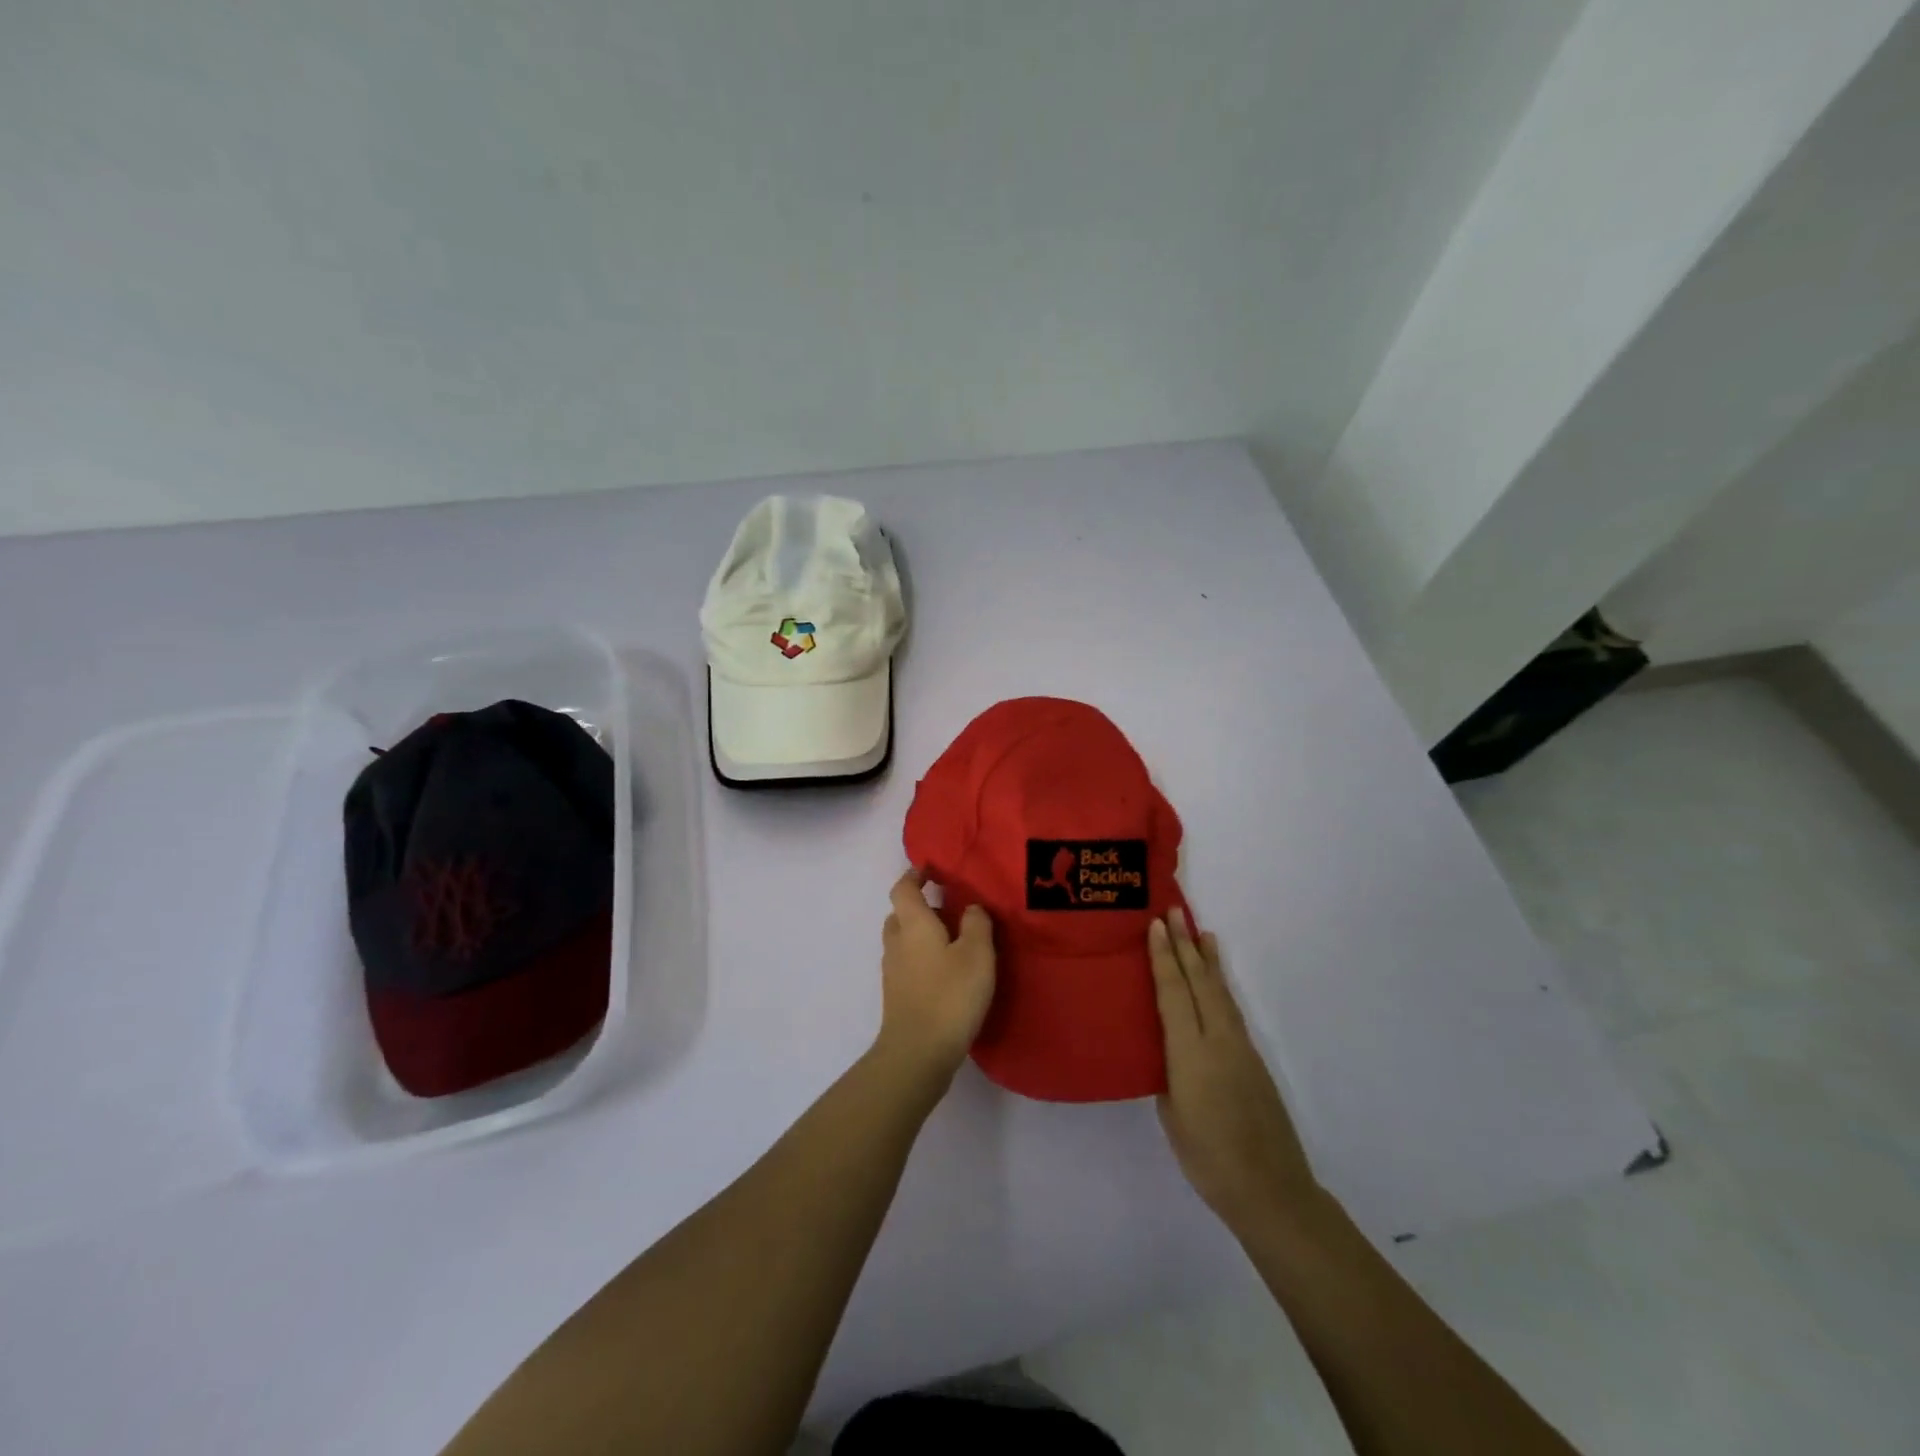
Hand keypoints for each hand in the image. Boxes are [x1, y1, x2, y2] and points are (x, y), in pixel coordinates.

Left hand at [874, 869, 996, 1097]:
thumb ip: (977, 924)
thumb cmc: (949, 995)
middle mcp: (896, 942)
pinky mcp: (896, 995)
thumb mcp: (977, 954)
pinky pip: (907, 963)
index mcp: (912, 923)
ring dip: (922, 934)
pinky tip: (946, 972)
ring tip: (953, 941)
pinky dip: (922, 957)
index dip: (915, 875)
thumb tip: (971, 907)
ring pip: (903, 939)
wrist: (917, 1053)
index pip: (903, 888)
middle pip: (901, 913)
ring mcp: (892, 971)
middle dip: (921, 906)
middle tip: (950, 909)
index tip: (933, 870)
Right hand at [1150, 909, 1316, 1232]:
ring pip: (1220, 992)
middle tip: (1174, 911)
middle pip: (1200, 982)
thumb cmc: (1208, 1159)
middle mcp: (1218, 1041)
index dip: (1163, 957)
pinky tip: (1216, 980)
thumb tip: (1169, 1049)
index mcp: (1190, 1053)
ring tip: (1200, 932)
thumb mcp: (1172, 1113)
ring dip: (1208, 960)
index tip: (1155, 925)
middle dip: (1185, 944)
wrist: (1271, 1191)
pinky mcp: (1253, 1060)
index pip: (1175, 992)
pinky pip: (1230, 1010)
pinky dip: (1220, 985)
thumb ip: (1168, 1072)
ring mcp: (1240, 1048)